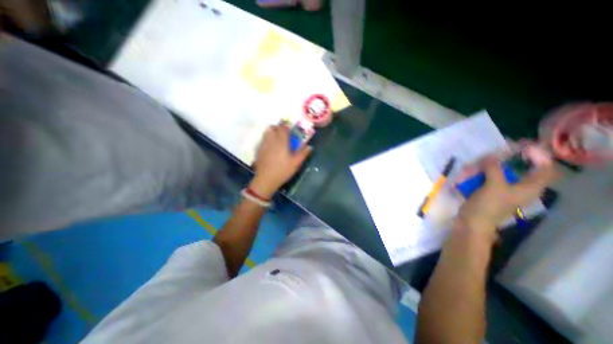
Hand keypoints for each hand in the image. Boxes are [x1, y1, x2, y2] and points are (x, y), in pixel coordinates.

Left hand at [247, 124, 311, 198]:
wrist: (266, 179)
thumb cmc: (283, 171)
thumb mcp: (296, 163)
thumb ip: (303, 153)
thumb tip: (309, 146)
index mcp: (282, 142)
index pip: (283, 128)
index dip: (287, 126)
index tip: (290, 128)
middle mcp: (272, 140)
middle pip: (273, 127)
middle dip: (279, 127)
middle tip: (284, 133)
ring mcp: (264, 144)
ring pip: (267, 132)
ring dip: (272, 131)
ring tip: (277, 137)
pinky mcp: (259, 149)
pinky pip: (263, 139)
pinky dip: (267, 138)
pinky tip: (271, 146)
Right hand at [457, 158, 558, 232]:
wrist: (471, 221)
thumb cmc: (488, 206)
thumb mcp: (494, 186)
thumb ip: (494, 169)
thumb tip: (491, 156)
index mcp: (529, 187)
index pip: (544, 169)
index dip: (537, 156)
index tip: (521, 147)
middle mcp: (517, 187)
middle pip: (515, 168)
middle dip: (499, 161)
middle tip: (487, 157)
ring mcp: (500, 188)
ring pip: (495, 172)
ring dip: (482, 168)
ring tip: (469, 169)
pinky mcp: (485, 190)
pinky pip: (483, 178)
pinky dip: (475, 175)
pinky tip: (465, 175)